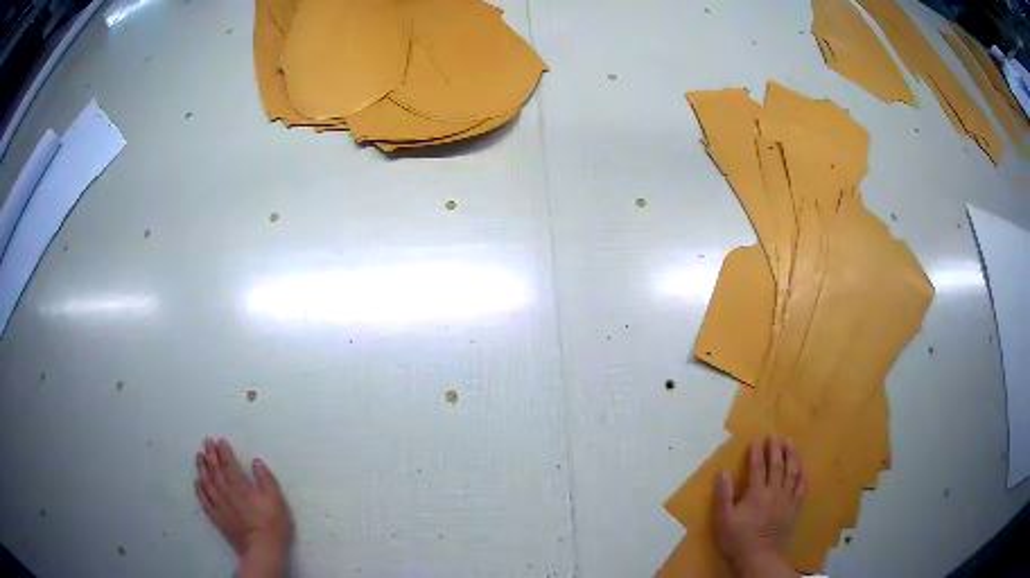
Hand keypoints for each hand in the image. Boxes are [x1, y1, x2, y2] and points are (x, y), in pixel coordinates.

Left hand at [194, 438, 292, 576]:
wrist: (261, 550)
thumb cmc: (272, 525)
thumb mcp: (276, 501)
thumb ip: (266, 480)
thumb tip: (256, 462)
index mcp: (240, 487)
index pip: (228, 464)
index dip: (223, 452)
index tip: (219, 441)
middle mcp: (226, 492)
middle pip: (215, 470)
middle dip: (210, 455)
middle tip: (206, 443)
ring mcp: (219, 505)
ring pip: (207, 482)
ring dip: (202, 468)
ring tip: (199, 457)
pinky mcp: (216, 518)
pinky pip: (204, 500)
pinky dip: (199, 489)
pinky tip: (197, 482)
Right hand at [713, 436, 803, 577]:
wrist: (759, 557)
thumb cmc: (737, 539)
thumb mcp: (723, 519)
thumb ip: (723, 495)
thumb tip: (724, 472)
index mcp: (756, 493)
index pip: (757, 467)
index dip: (757, 452)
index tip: (757, 439)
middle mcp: (774, 491)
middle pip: (777, 465)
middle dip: (776, 449)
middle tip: (775, 435)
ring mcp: (786, 500)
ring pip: (792, 472)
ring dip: (792, 456)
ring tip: (791, 443)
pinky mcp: (794, 509)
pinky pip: (801, 488)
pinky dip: (803, 475)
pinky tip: (803, 467)